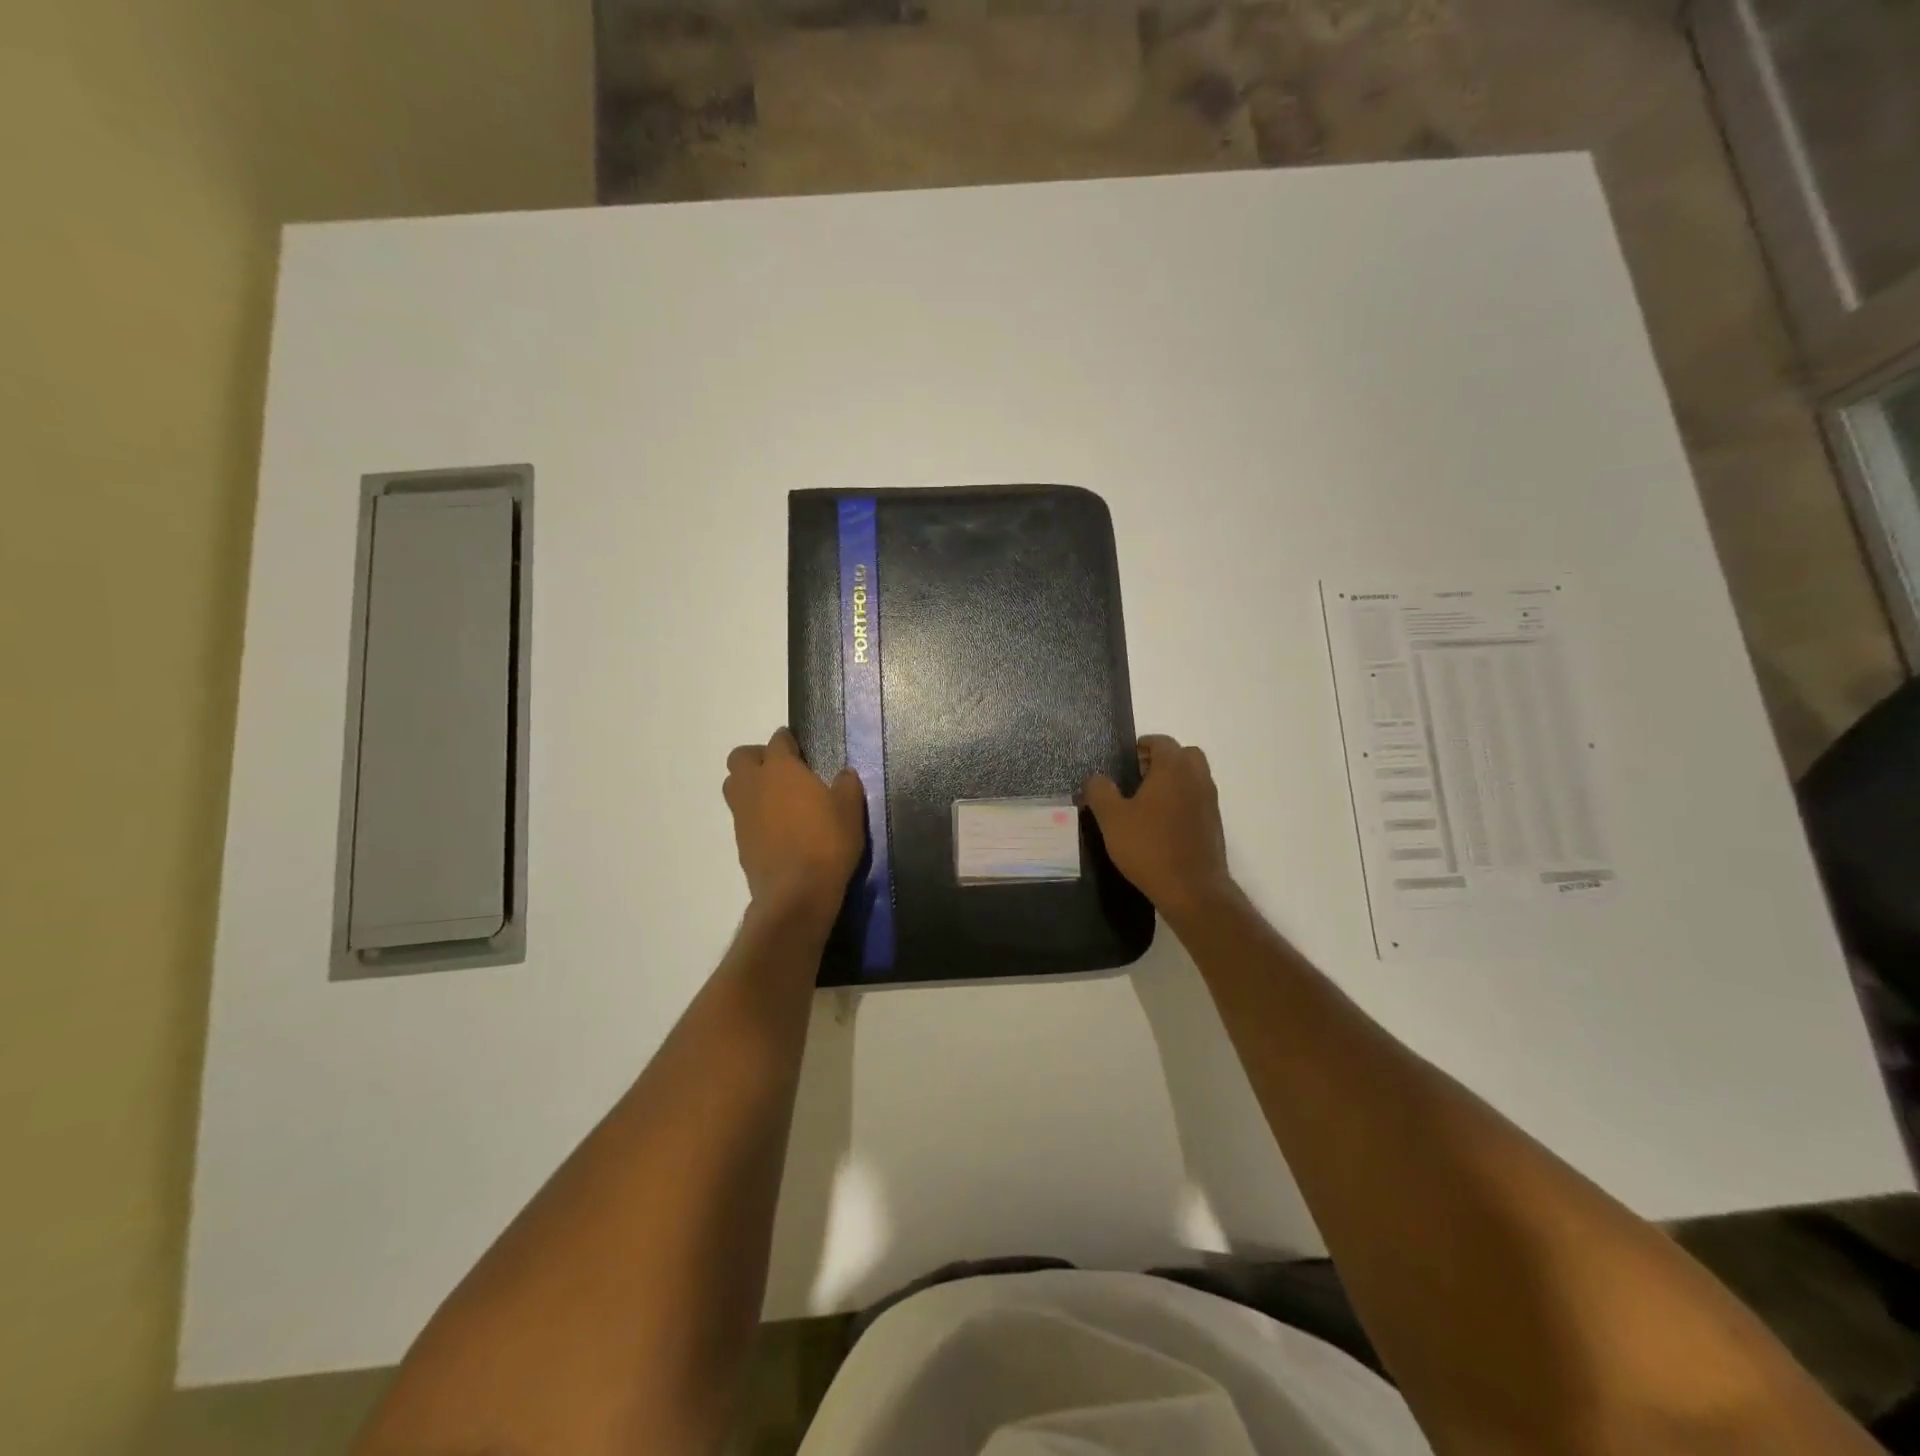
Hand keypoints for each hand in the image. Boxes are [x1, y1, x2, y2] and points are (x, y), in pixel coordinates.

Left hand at [723, 728, 865, 915]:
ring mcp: (742, 814)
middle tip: (782, 770)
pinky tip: (776, 828)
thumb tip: (844, 774)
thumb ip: (846, 786)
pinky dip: (754, 814)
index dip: (788, 741)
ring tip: (776, 798)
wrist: (796, 892)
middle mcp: (754, 785)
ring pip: (734, 786)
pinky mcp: (739, 840)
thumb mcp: (850, 810)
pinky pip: (741, 815)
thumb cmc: (827, 842)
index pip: (778, 741)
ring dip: (750, 784)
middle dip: (757, 757)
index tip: (800, 748)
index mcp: (781, 769)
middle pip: (741, 758)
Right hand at [1081, 734, 1236, 920]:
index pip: (1162, 742)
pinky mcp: (1214, 825)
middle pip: (1184, 755)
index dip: (1143, 745)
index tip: (1126, 758)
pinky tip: (1161, 825)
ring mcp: (1210, 802)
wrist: (1193, 890)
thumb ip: (1100, 791)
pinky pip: (1198, 800)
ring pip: (1194, 778)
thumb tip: (1096, 778)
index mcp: (1173, 769)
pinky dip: (1182, 801)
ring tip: (1147, 802)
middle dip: (1162, 760)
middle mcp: (1197, 779)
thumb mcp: (1112, 819)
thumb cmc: (1149, 847)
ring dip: (1174, 781)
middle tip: (1138, 777)